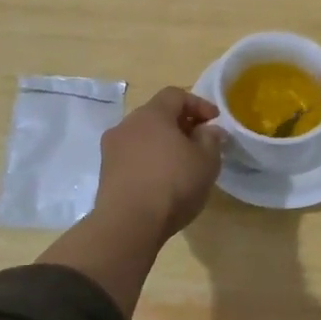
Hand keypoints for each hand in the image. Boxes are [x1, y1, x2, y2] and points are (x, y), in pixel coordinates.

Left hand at [95, 87, 224, 240]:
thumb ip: (211, 140)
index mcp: (152, 114)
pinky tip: (162, 180)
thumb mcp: (206, 161)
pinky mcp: (105, 173)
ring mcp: (112, 149)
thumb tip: (209, 130)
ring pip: (143, 137)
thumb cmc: (173, 183)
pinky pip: (133, 157)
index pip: (175, 95)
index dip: (198, 104)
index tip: (215, 121)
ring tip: (182, 163)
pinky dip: (149, 161)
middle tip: (199, 141)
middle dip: (180, 124)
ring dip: (163, 144)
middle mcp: (127, 125)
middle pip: (157, 115)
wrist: (128, 224)